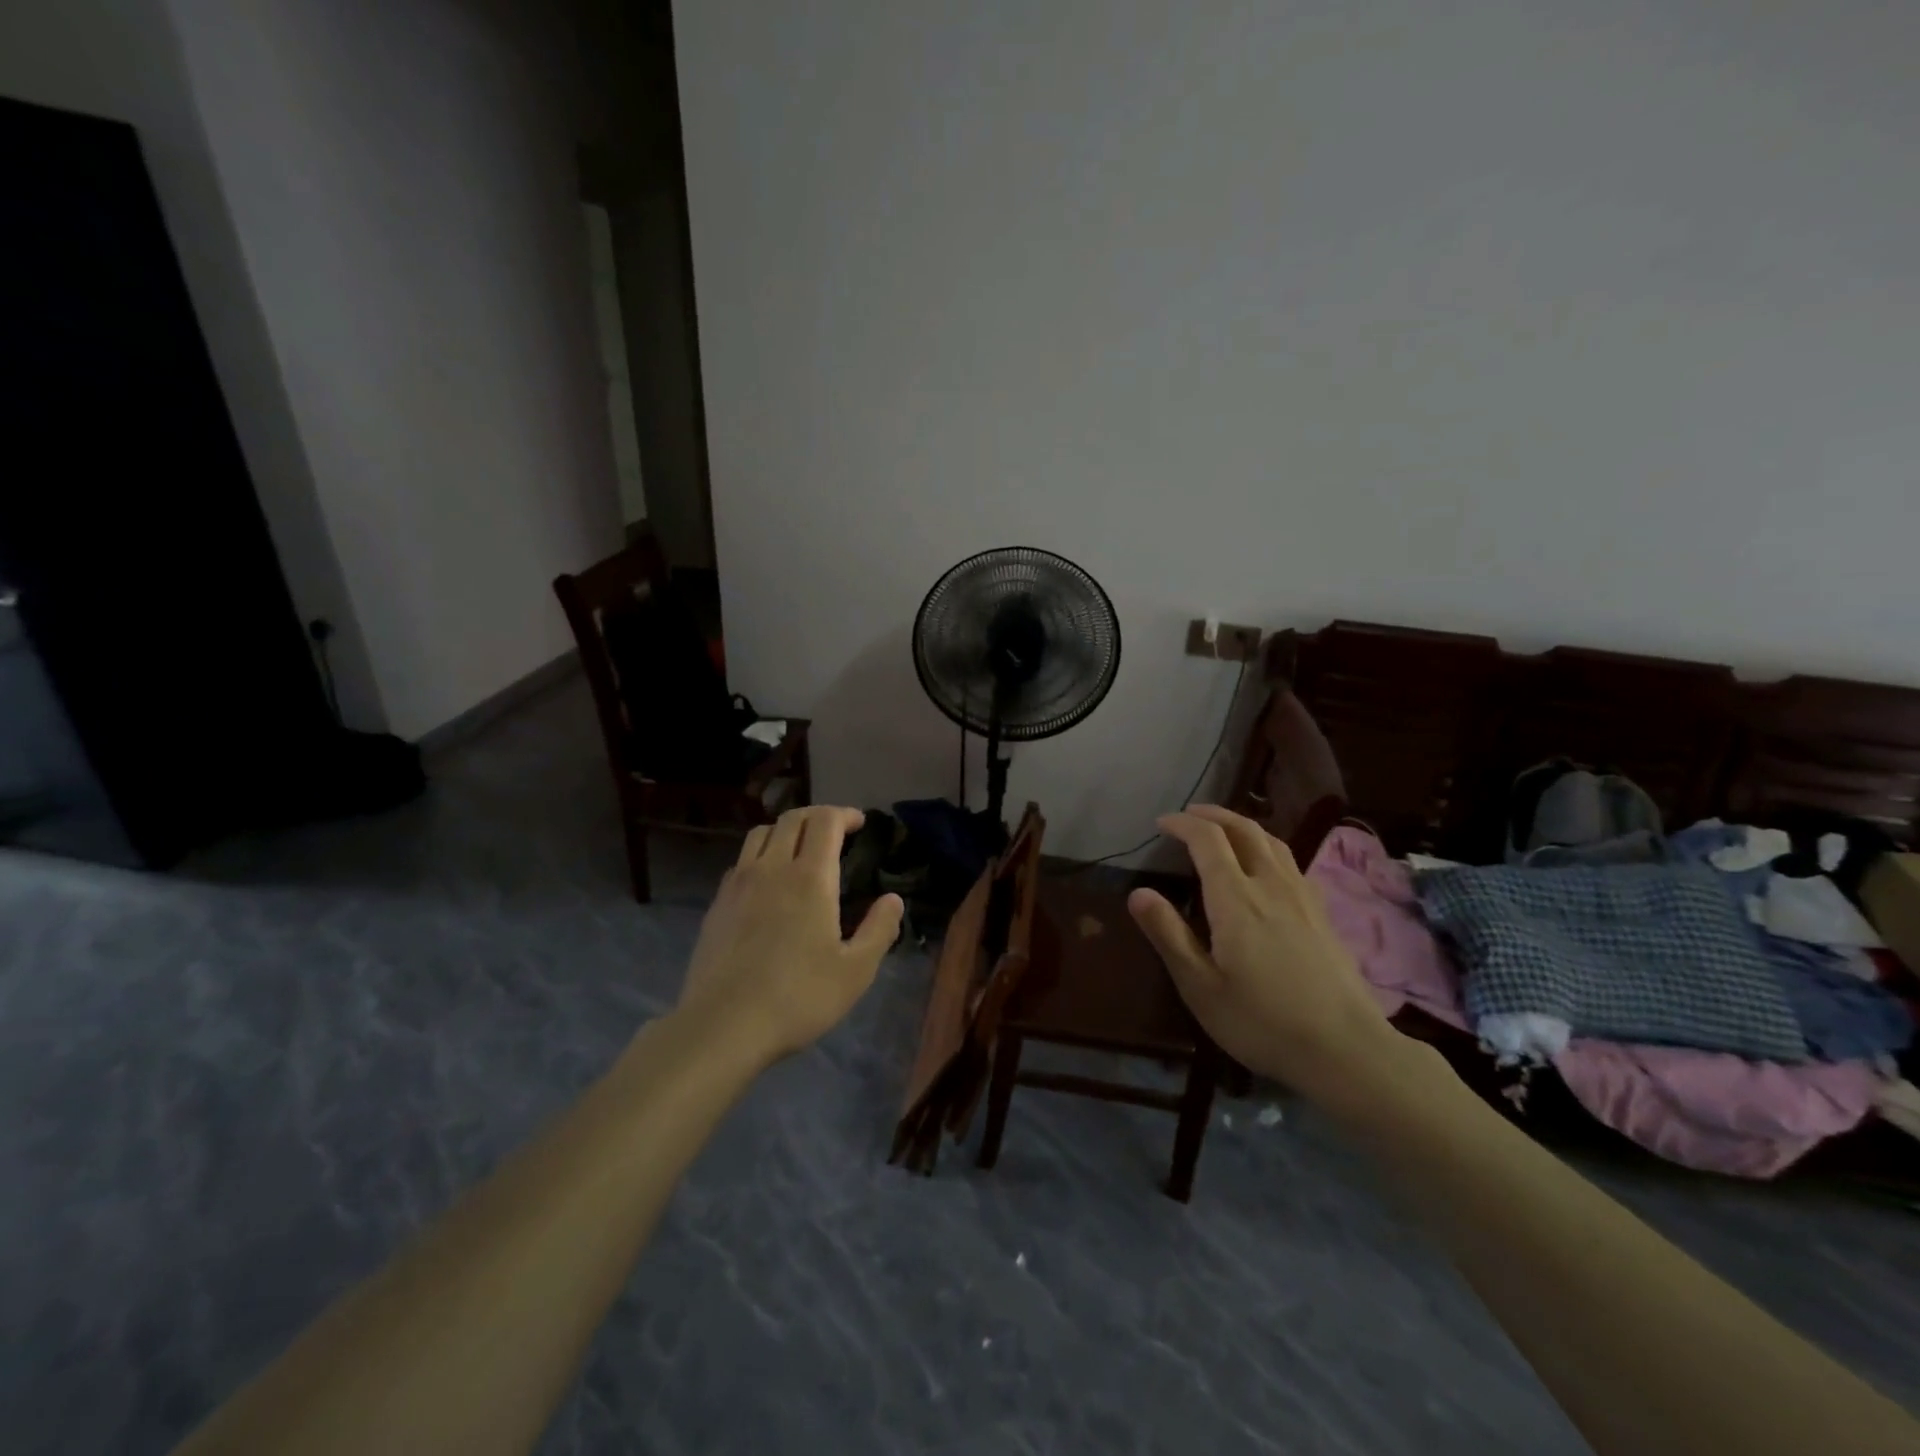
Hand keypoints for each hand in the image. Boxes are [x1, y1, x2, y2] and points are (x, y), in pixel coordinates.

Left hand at [675, 806, 904, 1067]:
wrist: (723, 1026)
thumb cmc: (798, 997)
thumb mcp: (855, 971)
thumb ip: (879, 930)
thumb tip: (893, 900)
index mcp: (810, 878)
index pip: (825, 821)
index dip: (844, 814)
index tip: (859, 823)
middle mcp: (772, 868)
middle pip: (792, 819)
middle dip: (817, 815)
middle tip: (834, 830)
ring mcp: (738, 884)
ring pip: (760, 834)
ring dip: (785, 830)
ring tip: (799, 849)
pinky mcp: (717, 904)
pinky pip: (741, 862)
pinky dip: (760, 856)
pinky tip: (767, 883)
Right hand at [1128, 806, 1407, 1107]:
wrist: (1347, 1049)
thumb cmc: (1263, 1021)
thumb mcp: (1201, 987)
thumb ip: (1169, 935)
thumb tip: (1138, 892)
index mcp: (1236, 899)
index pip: (1208, 840)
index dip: (1182, 824)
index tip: (1161, 824)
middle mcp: (1271, 885)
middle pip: (1244, 829)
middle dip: (1213, 815)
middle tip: (1188, 816)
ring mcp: (1302, 896)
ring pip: (1271, 841)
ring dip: (1241, 825)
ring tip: (1222, 830)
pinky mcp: (1322, 913)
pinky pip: (1289, 860)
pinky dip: (1266, 846)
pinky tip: (1263, 866)